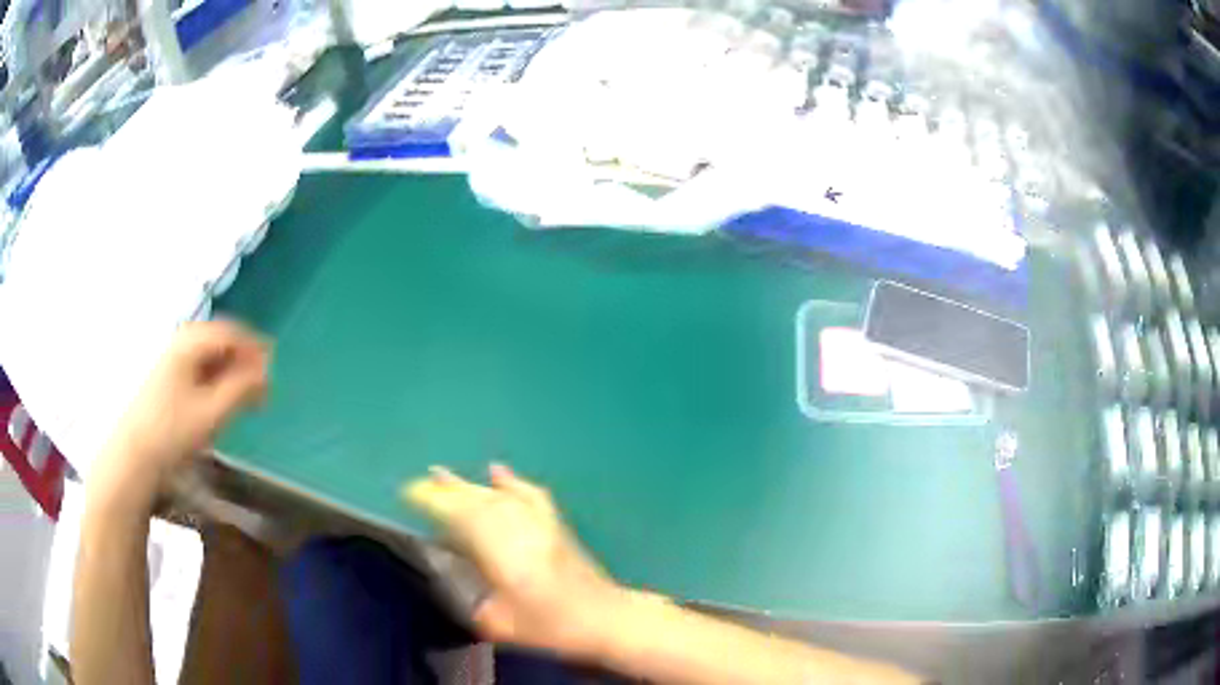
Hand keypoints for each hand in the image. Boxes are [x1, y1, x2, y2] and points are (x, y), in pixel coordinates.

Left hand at [90, 320, 269, 512]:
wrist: (134, 454)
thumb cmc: (173, 431)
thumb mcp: (212, 412)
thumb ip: (242, 389)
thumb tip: (266, 371)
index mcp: (191, 342)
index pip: (231, 332)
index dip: (255, 349)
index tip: (272, 371)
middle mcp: (181, 341)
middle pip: (220, 341)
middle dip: (243, 361)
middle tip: (261, 388)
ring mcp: (172, 358)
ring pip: (210, 355)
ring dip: (230, 372)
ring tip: (244, 398)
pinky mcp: (167, 376)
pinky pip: (199, 367)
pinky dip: (216, 379)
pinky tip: (220, 400)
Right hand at [404, 464, 627, 660]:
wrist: (603, 617)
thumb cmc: (549, 625)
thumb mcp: (499, 623)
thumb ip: (472, 601)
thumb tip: (454, 580)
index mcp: (498, 551)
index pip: (457, 516)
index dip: (432, 503)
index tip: (410, 495)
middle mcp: (515, 528)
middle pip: (474, 501)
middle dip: (446, 490)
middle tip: (422, 481)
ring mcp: (537, 522)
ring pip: (496, 496)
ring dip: (468, 485)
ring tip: (444, 475)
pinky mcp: (554, 523)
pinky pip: (528, 494)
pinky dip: (510, 482)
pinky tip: (497, 471)